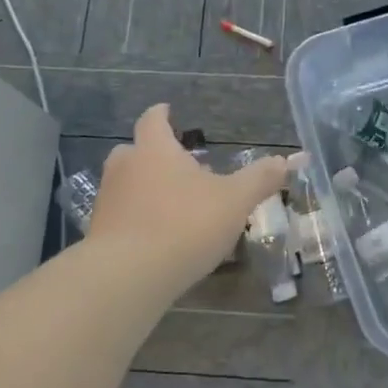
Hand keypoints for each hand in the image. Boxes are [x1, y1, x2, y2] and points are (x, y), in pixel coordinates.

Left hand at [86, 104, 306, 290]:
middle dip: (156, 156)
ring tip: (175, 206)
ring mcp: (108, 201)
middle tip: (181, 168)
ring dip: (147, 190)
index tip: (167, 110)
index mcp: (154, 149)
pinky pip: (122, 216)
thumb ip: (260, 179)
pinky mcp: (99, 234)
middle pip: (136, 151)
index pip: (153, 120)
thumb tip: (287, 159)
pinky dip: (138, 219)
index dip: (162, 114)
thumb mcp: (234, 201)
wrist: (126, 276)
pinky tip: (158, 239)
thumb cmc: (183, 225)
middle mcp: (125, 168)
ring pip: (128, 185)